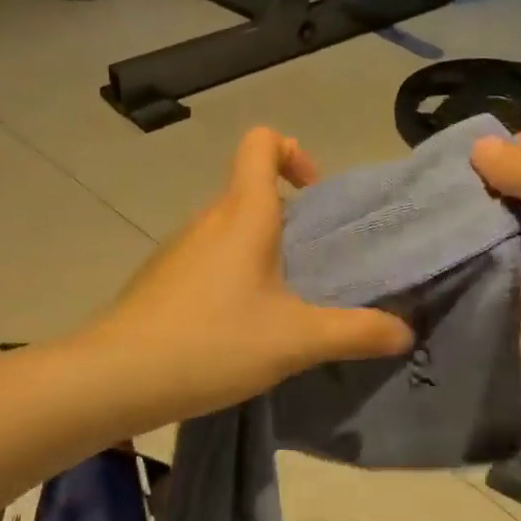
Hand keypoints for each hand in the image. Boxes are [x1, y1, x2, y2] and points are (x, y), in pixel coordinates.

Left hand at [88, 128, 413, 419]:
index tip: (314, 196)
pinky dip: (233, 274)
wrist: (115, 378)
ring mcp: (179, 248)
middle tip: (316, 264)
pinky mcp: (162, 278)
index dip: (293, 153)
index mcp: (243, 213)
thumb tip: (405, 331)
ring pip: (230, 227)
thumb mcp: (296, 340)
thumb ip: (356, 332)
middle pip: (251, 188)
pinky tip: (241, 325)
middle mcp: (208, 218)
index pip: (261, 142)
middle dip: (290, 215)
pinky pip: (209, 258)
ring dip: (262, 249)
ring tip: (284, 302)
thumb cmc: (212, 342)